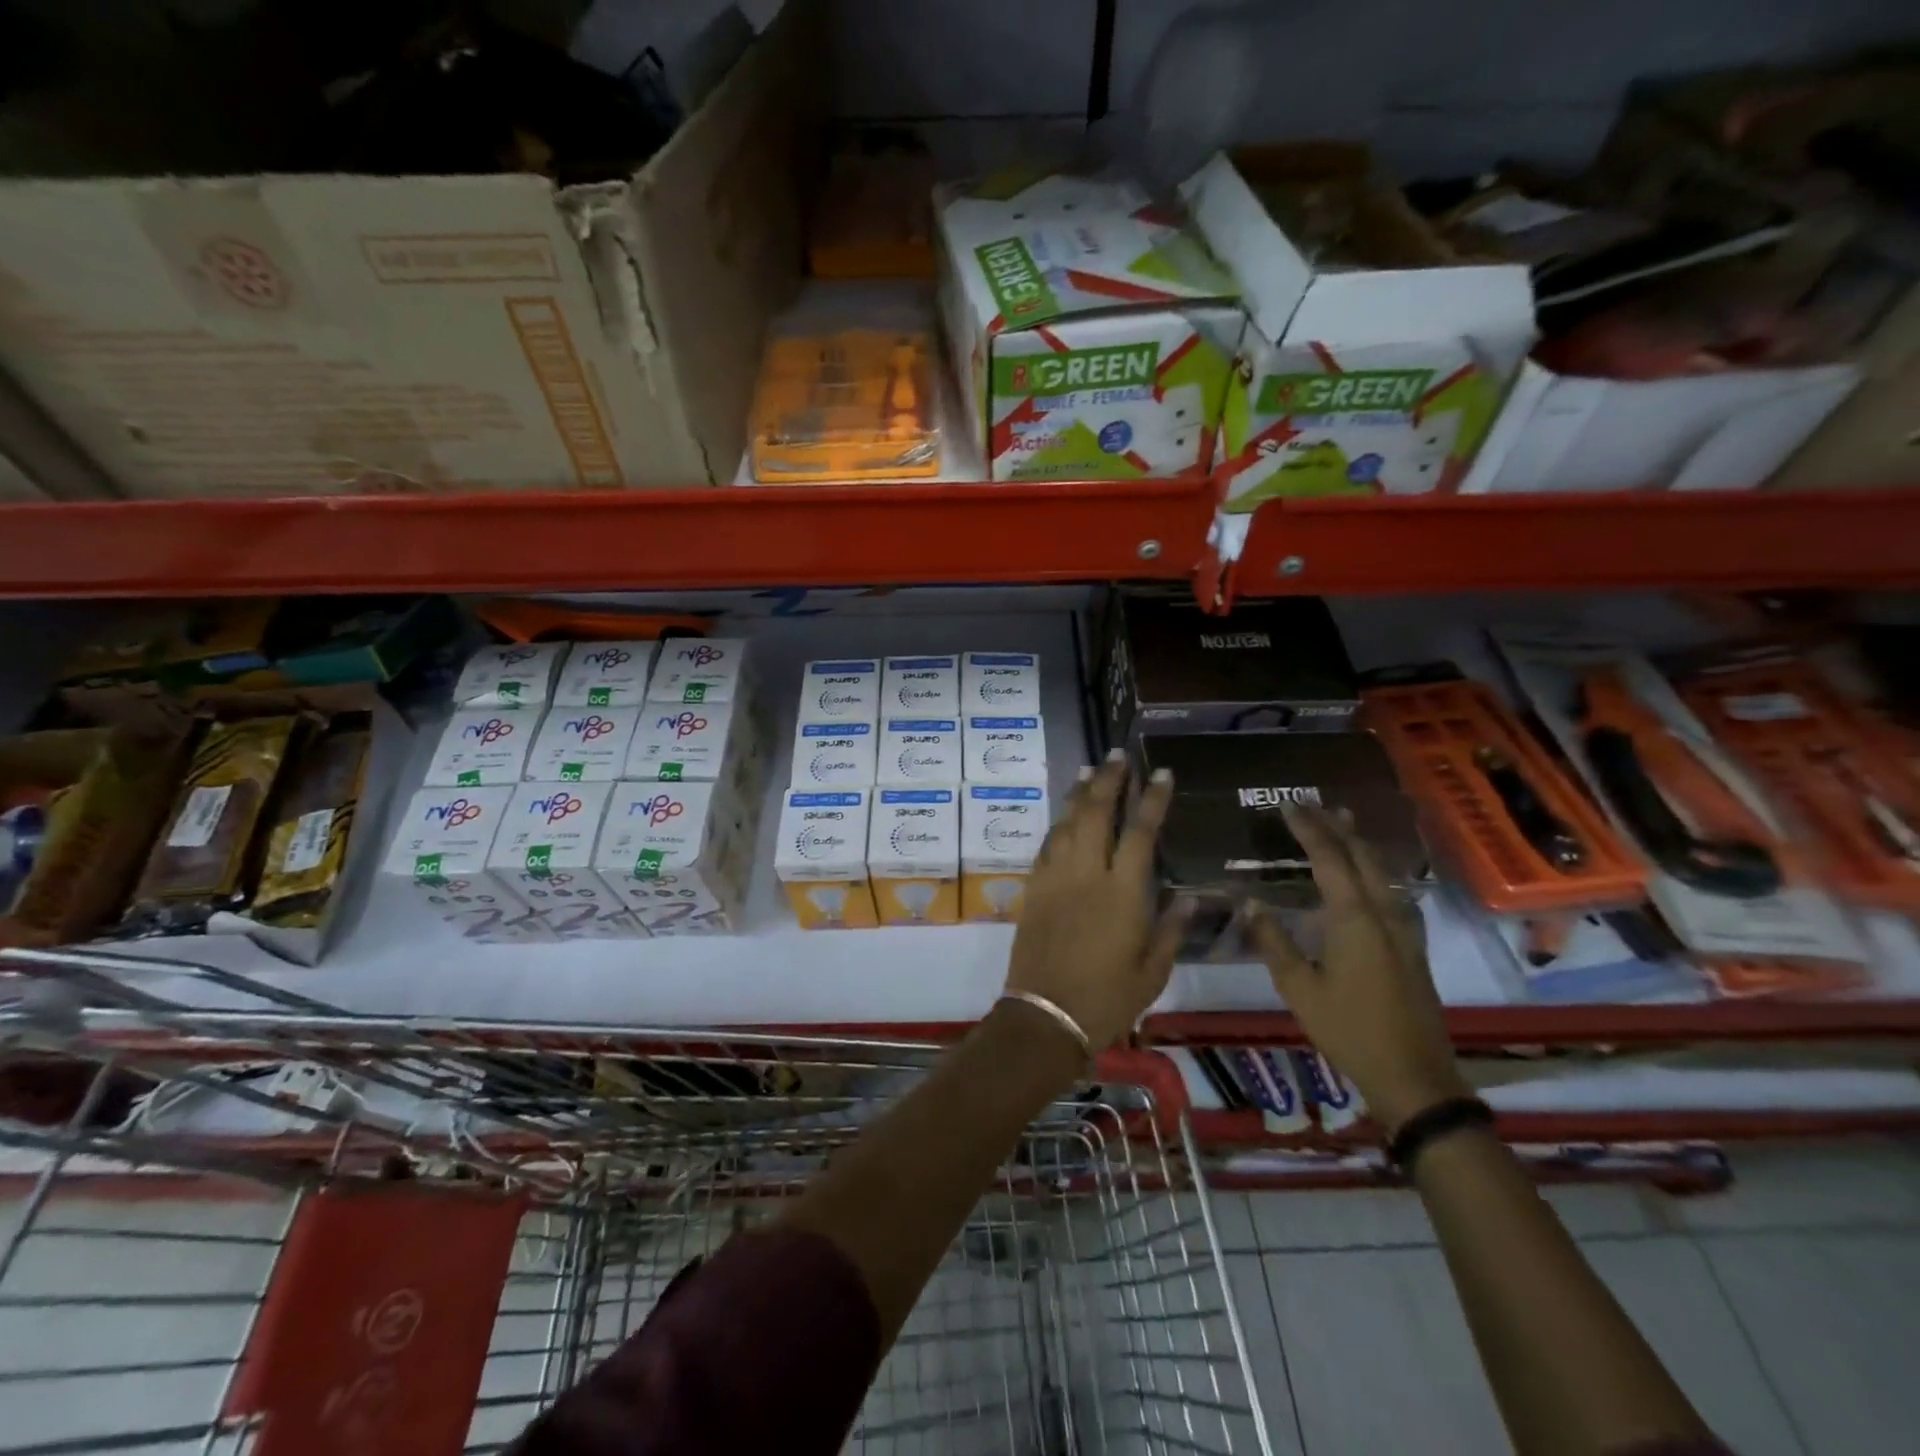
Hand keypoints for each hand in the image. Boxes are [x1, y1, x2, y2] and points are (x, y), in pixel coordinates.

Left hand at [1005, 751, 1190, 1051]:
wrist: (1045, 1016)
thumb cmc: (1107, 999)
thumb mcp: (1153, 971)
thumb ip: (1173, 929)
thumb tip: (1194, 896)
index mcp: (1123, 894)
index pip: (1141, 833)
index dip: (1152, 799)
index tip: (1161, 772)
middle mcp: (1087, 875)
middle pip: (1097, 814)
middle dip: (1109, 780)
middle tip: (1117, 755)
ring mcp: (1056, 879)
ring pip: (1068, 823)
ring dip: (1080, 793)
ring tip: (1090, 770)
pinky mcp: (1035, 889)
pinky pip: (1047, 845)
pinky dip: (1059, 824)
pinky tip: (1065, 815)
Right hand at [1242, 804, 1467, 1132]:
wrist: (1413, 1076)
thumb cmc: (1348, 1030)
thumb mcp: (1299, 988)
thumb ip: (1273, 941)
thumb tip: (1249, 902)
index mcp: (1354, 918)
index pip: (1329, 858)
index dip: (1308, 829)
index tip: (1288, 805)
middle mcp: (1383, 914)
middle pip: (1361, 857)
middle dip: (1336, 827)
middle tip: (1314, 804)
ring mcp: (1404, 930)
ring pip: (1382, 872)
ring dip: (1359, 845)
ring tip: (1342, 824)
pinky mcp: (1412, 946)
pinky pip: (1391, 891)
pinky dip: (1373, 870)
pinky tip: (1369, 877)